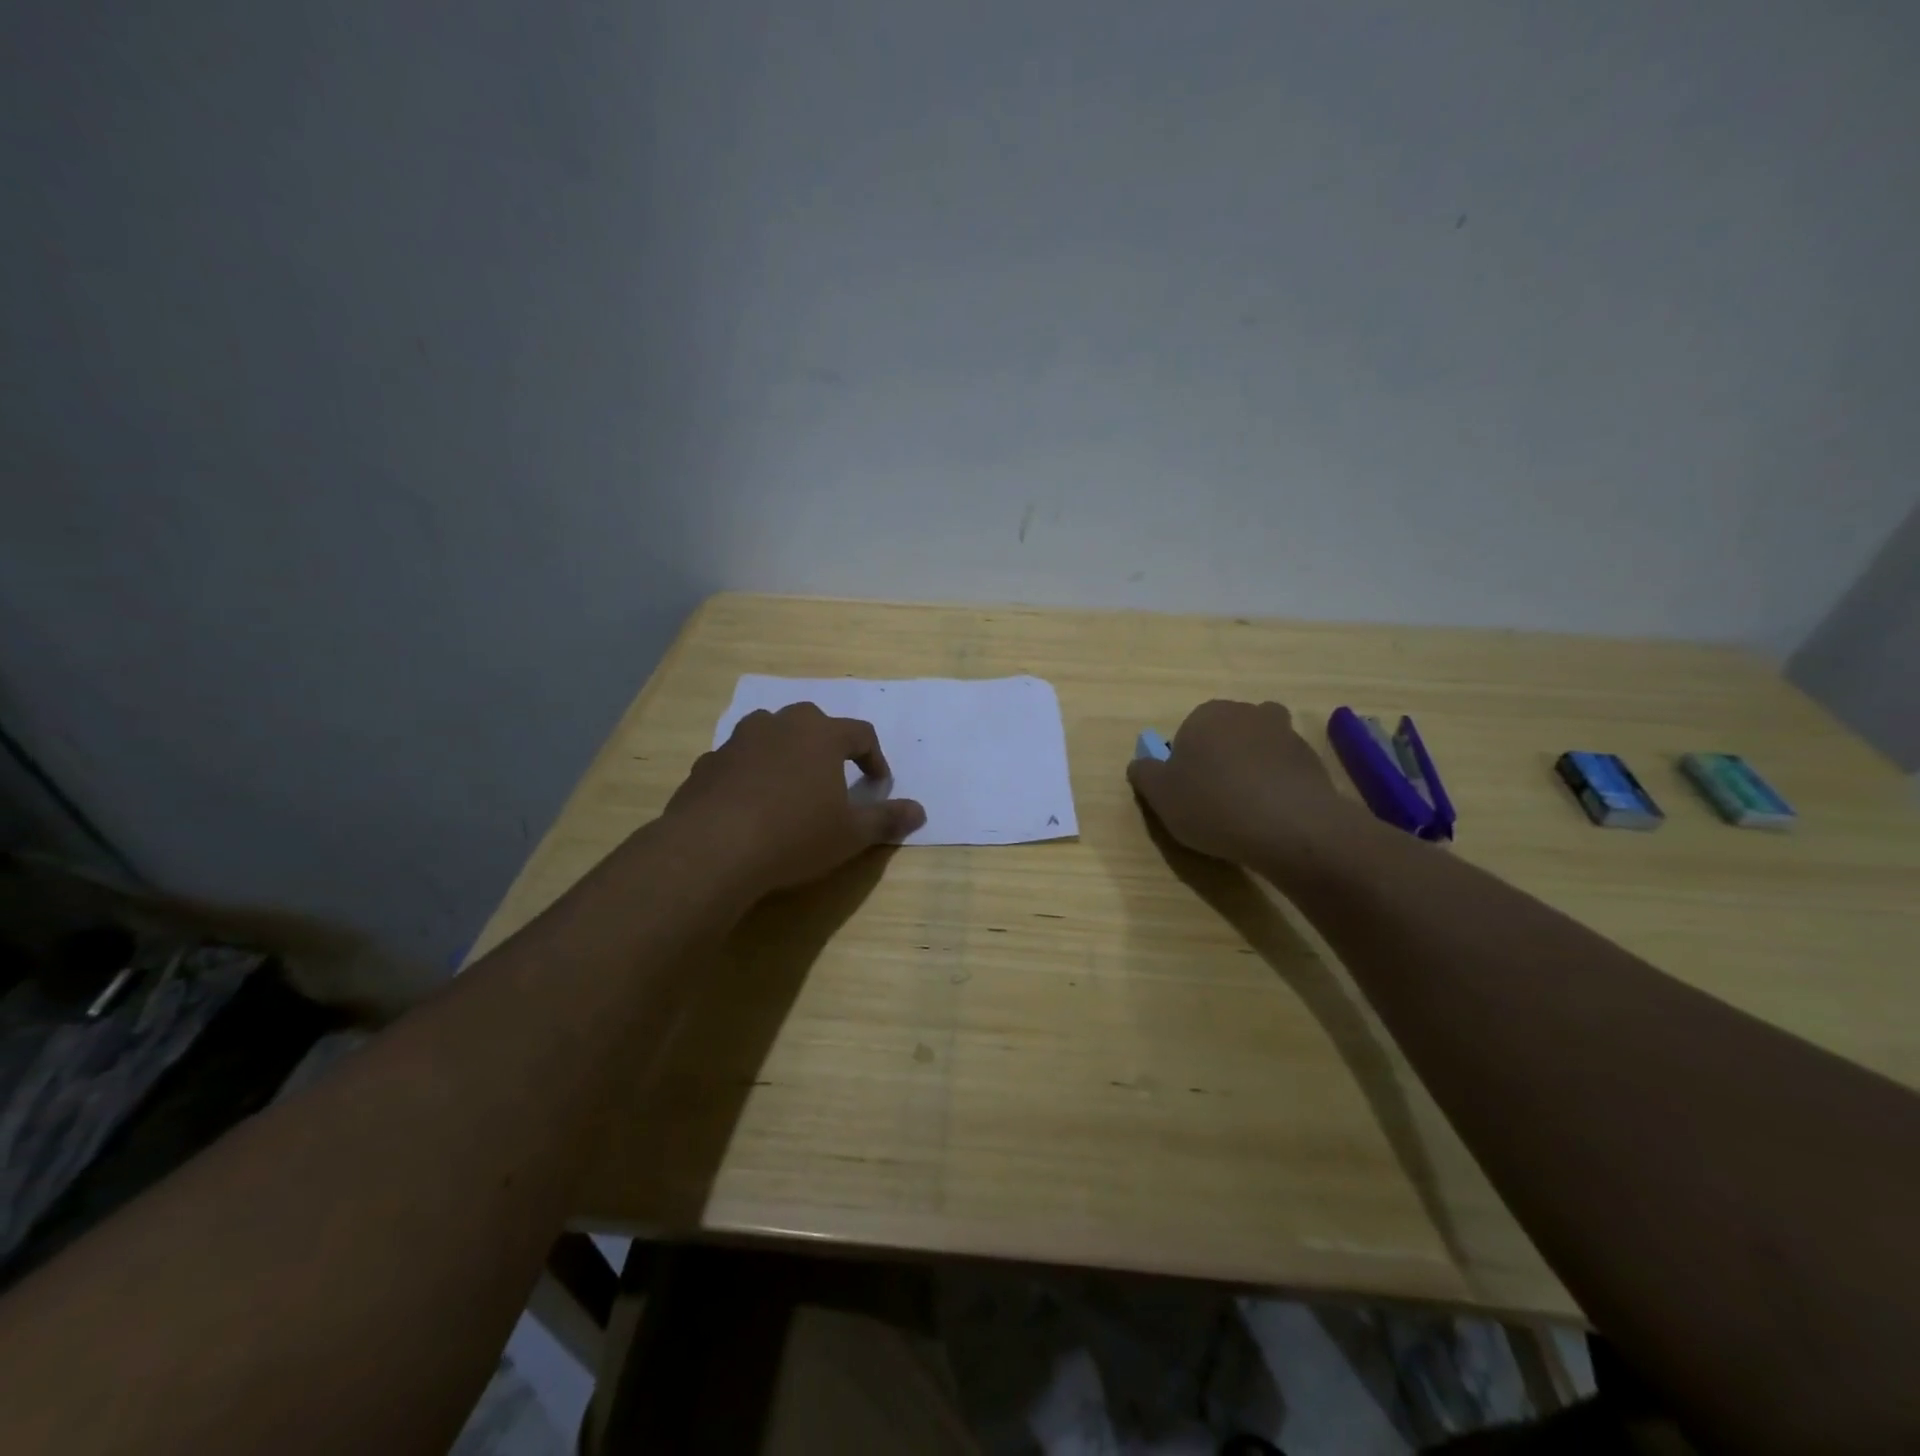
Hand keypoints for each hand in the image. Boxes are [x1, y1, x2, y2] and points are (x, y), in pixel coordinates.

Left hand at [664, 702, 925, 898]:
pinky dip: (748, 774)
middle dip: (827, 746)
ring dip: (784, 752)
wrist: (712, 849)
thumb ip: (886, 819)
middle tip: (833, 777)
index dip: (874, 758)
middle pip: (812, 722)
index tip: (878, 785)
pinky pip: (737, 761)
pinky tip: (748, 805)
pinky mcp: (706, 764)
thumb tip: (920, 811)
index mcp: (820, 735)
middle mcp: (779, 726)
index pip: (860, 734)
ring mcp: (738, 741)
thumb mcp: (851, 834)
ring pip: (769, 734)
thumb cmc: (795, 835)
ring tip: (789, 785)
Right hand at [1125, 700, 1348, 865]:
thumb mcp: (1160, 795)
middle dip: (1220, 757)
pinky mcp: (1312, 759)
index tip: (1187, 791)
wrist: (1290, 826)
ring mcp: (1285, 733)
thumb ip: (1144, 773)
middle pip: (1225, 734)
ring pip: (1258, 747)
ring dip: (1252, 767)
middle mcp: (1246, 713)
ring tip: (1247, 807)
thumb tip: (1140, 763)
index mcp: (1206, 715)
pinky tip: (1272, 814)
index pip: (1188, 732)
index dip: (1186, 762)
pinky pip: (1285, 768)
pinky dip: (1278, 784)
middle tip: (1214, 797)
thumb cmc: (1212, 804)